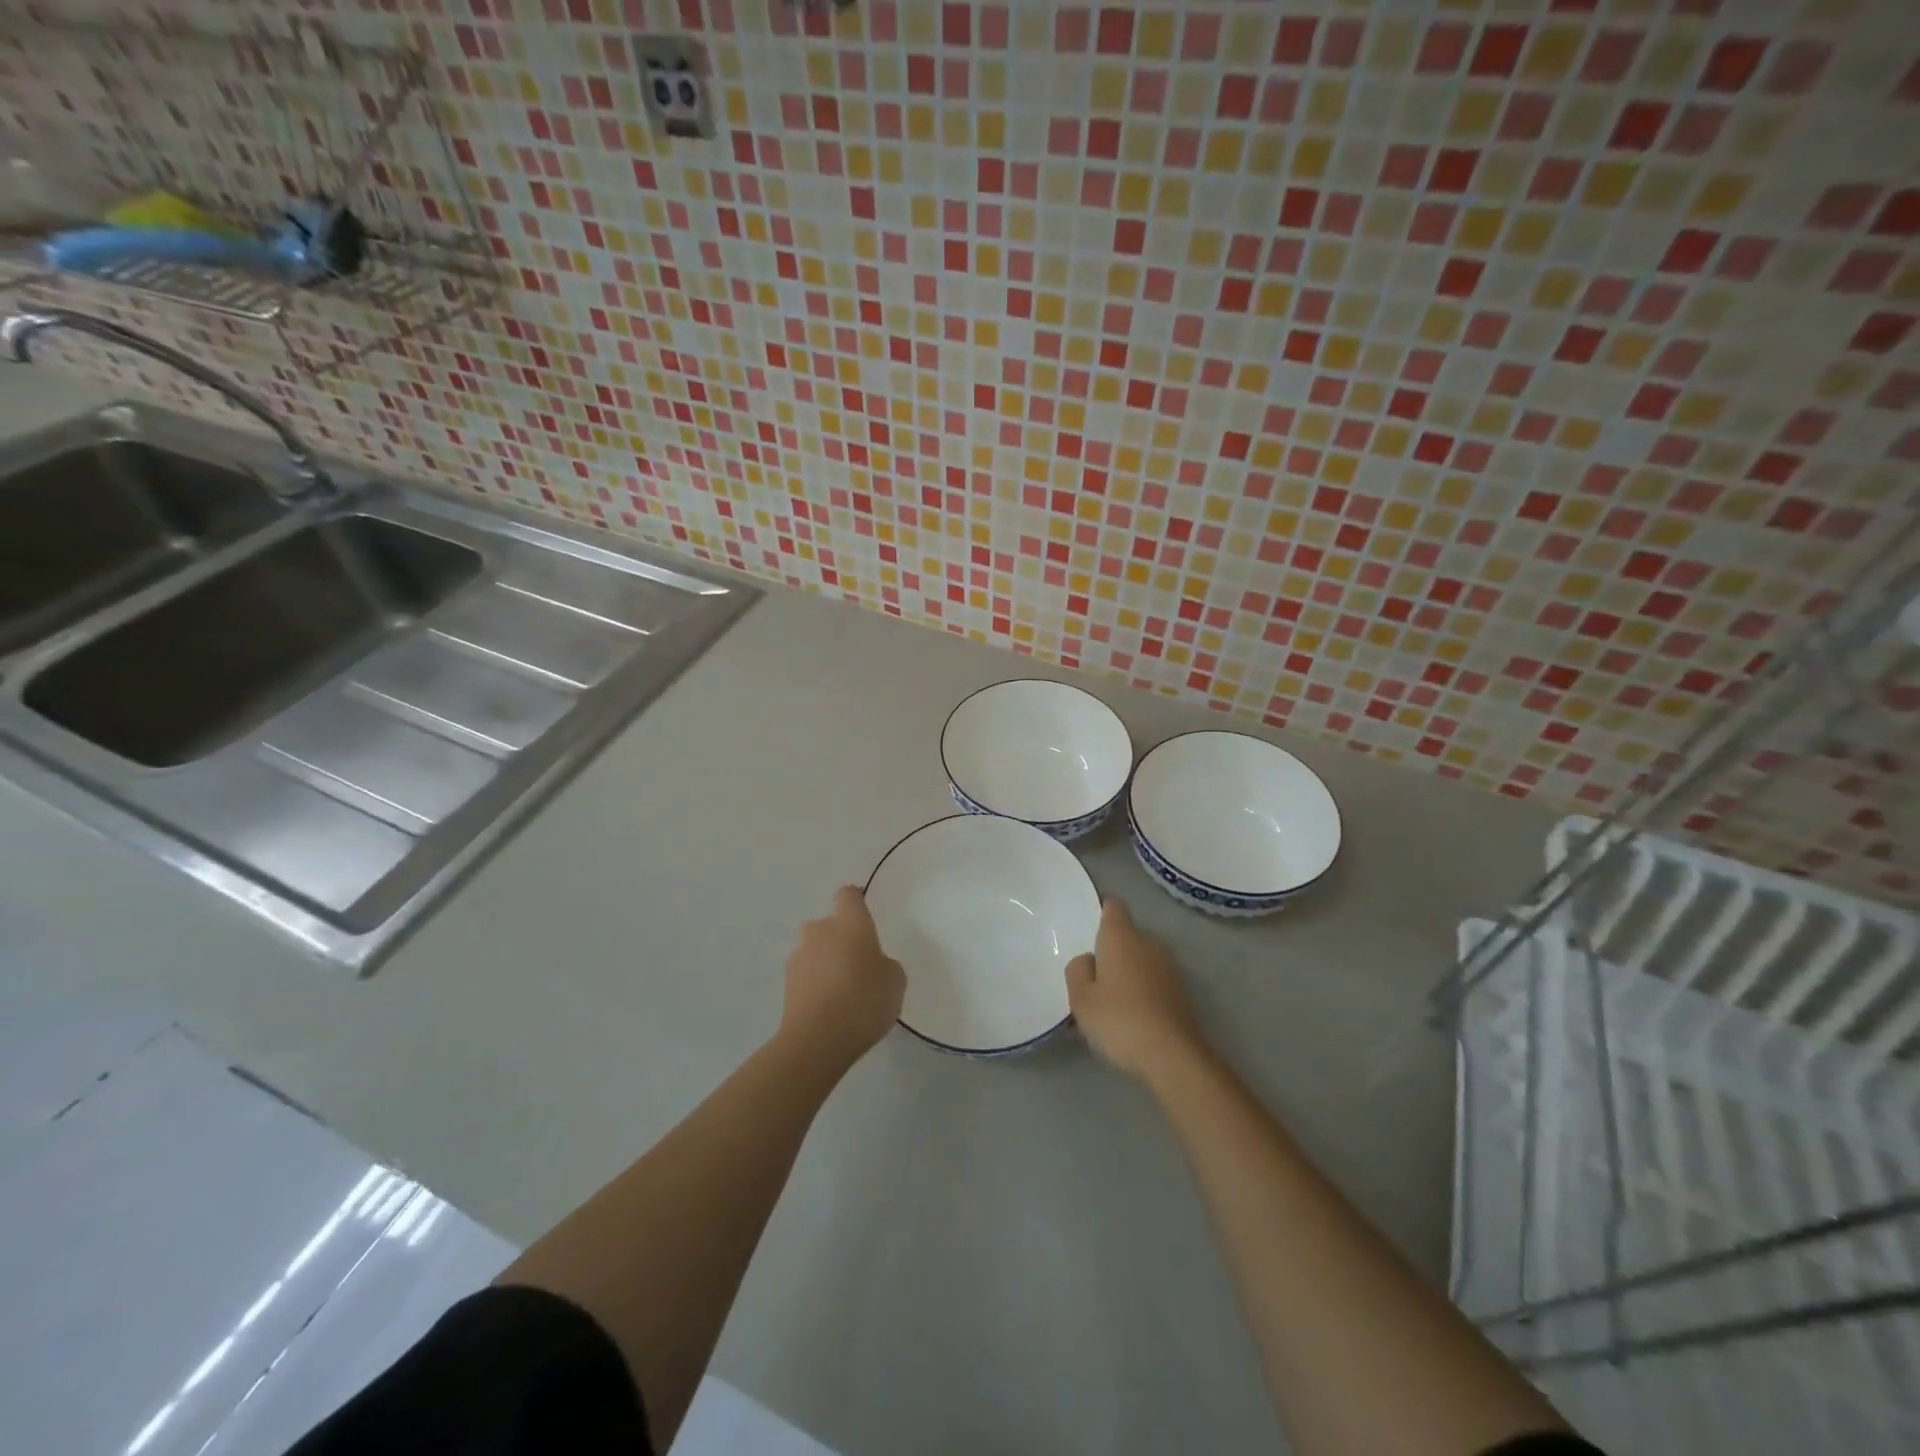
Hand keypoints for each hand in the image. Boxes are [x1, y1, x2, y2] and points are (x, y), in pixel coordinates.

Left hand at [781, 886, 905, 1066]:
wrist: (817, 1039)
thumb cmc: (864, 999)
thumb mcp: (895, 981)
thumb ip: (886, 964)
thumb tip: (873, 964)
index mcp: (849, 922)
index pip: (848, 895)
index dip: (856, 902)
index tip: (865, 917)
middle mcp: (820, 931)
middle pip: (829, 925)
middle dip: (841, 939)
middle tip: (859, 964)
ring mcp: (798, 957)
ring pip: (815, 950)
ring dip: (826, 963)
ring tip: (844, 993)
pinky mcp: (786, 984)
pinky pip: (806, 976)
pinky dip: (816, 985)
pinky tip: (830, 1009)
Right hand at [1066, 898, 1206, 1079]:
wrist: (1173, 1055)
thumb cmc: (1119, 1020)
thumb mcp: (1081, 999)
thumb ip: (1078, 970)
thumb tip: (1088, 959)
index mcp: (1121, 937)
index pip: (1114, 907)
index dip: (1103, 911)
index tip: (1091, 929)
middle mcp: (1149, 943)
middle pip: (1128, 935)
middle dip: (1112, 949)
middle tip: (1094, 977)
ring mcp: (1170, 967)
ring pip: (1142, 958)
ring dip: (1129, 971)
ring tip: (1112, 1000)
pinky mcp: (1182, 992)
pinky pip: (1155, 980)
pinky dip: (1144, 990)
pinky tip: (1133, 1016)